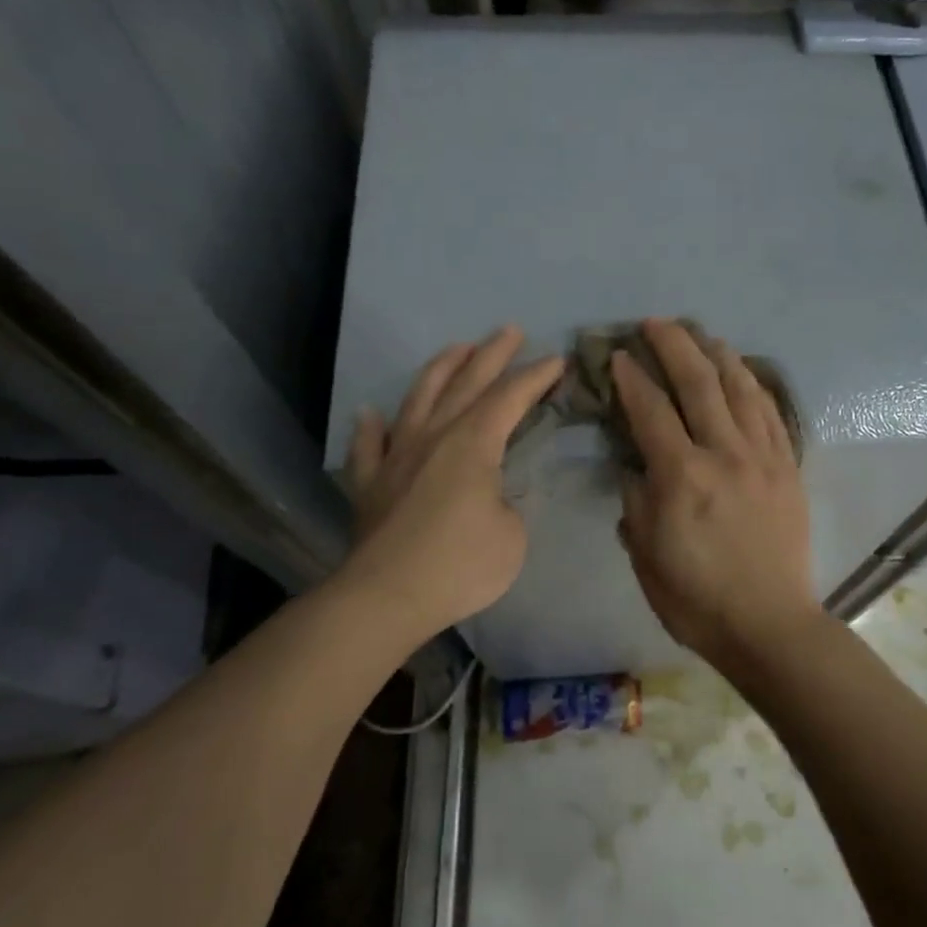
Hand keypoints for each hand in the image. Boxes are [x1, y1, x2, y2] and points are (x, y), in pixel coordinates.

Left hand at [341, 327, 563, 640]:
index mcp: (473, 444)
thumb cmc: (460, 565)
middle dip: (492, 354)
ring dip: (440, 369)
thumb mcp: (512, 536)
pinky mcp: (370, 484)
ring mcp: (397, 456)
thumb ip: (506, 503)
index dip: (536, 376)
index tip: (558, 359)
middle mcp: (434, 437)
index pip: (510, 397)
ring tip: (456, 348)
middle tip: (509, 330)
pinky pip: (369, 446)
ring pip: (418, 399)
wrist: (386, 597)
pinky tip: (371, 414)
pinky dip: (370, 428)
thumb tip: (489, 495)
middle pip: (466, 384)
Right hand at [613, 319, 819, 662]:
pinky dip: (753, 385)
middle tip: (655, 323)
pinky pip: (771, 413)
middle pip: (698, 382)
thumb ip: (636, 499)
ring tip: (701, 334)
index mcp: (682, 476)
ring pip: (740, 388)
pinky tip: (742, 373)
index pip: (651, 410)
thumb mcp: (645, 553)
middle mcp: (725, 454)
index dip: (632, 377)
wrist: (769, 624)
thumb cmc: (696, 598)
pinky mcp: (787, 468)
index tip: (620, 355)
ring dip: (717, 354)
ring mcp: (762, 457)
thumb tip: (636, 462)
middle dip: (674, 344)